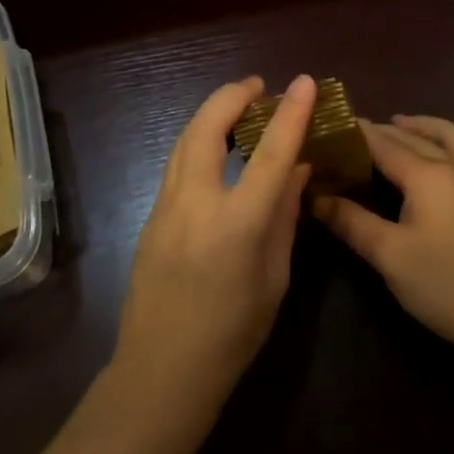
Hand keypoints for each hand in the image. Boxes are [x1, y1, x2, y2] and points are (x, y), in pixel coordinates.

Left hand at [113, 75, 316, 411]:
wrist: (162, 370)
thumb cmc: (232, 334)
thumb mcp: (274, 278)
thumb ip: (284, 218)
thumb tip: (297, 171)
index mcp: (237, 224)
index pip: (270, 154)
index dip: (289, 114)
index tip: (303, 82)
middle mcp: (196, 204)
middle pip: (207, 127)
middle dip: (232, 96)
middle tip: (257, 87)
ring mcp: (165, 207)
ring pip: (184, 140)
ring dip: (211, 114)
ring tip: (236, 107)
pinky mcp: (151, 216)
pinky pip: (176, 164)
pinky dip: (197, 141)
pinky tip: (214, 149)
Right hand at [315, 115, 453, 361]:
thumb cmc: (445, 284)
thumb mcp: (388, 255)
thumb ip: (351, 222)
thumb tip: (316, 197)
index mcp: (428, 175)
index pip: (385, 144)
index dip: (359, 132)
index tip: (335, 122)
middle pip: (416, 138)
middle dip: (386, 129)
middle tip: (358, 129)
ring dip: (427, 127)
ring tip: (405, 125)